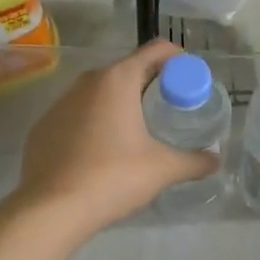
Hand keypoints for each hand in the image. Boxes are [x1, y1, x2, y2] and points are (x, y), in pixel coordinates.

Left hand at [11, 40, 218, 236]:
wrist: (51, 209)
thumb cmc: (113, 177)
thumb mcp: (163, 169)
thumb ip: (194, 161)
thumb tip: (215, 160)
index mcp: (118, 80)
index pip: (156, 50)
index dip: (178, 61)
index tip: (190, 83)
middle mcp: (87, 81)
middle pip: (128, 70)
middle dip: (151, 85)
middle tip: (169, 111)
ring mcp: (60, 103)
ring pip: (99, 93)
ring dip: (121, 104)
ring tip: (138, 133)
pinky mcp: (43, 127)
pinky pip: (77, 115)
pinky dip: (94, 124)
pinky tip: (102, 153)